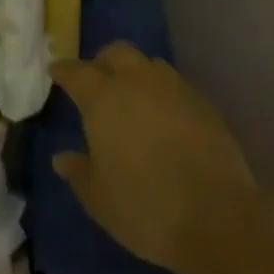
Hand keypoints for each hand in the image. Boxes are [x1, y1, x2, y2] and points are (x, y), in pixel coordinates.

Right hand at [50, 43, 255, 273]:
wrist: (218, 220)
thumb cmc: (145, 207)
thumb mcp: (98, 198)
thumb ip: (78, 171)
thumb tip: (61, 158)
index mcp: (102, 97)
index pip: (75, 71)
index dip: (63, 71)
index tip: (56, 72)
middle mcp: (136, 81)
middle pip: (116, 53)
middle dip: (103, 63)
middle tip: (98, 84)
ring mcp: (174, 88)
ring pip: (148, 64)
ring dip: (136, 74)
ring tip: (134, 98)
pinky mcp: (204, 103)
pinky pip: (175, 85)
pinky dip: (163, 93)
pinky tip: (165, 118)